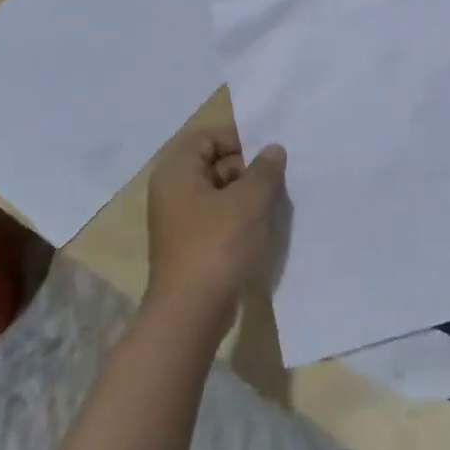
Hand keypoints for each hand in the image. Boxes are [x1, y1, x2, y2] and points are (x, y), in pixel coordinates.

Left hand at [145, 126, 285, 330]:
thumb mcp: (248, 201)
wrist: (191, 312)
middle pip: (212, 163)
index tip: (269, 150)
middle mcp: (172, 191)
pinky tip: (263, 225)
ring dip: (246, 193)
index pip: (207, 137)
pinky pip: (217, 217)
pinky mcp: (190, 245)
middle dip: (246, 167)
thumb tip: (273, 150)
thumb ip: (264, 170)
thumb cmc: (217, 245)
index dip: (238, 138)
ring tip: (275, 200)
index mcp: (176, 172)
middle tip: (278, 176)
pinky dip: (239, 216)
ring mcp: (179, 221)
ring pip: (218, 192)